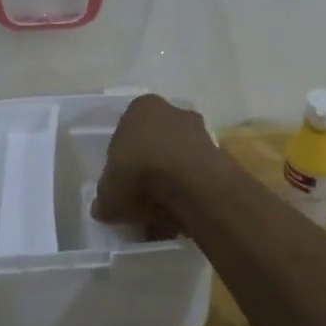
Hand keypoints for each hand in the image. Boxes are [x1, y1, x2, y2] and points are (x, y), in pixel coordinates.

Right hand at [91, 93, 219, 238]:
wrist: (193, 185)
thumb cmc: (140, 175)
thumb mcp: (108, 194)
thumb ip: (105, 199)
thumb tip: (105, 207)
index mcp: (140, 108)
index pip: (126, 132)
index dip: (122, 161)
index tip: (120, 184)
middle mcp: (172, 111)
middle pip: (155, 144)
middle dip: (148, 171)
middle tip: (139, 200)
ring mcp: (200, 132)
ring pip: (178, 161)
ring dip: (171, 184)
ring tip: (161, 216)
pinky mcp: (221, 155)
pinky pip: (197, 177)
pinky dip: (189, 194)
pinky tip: (180, 217)